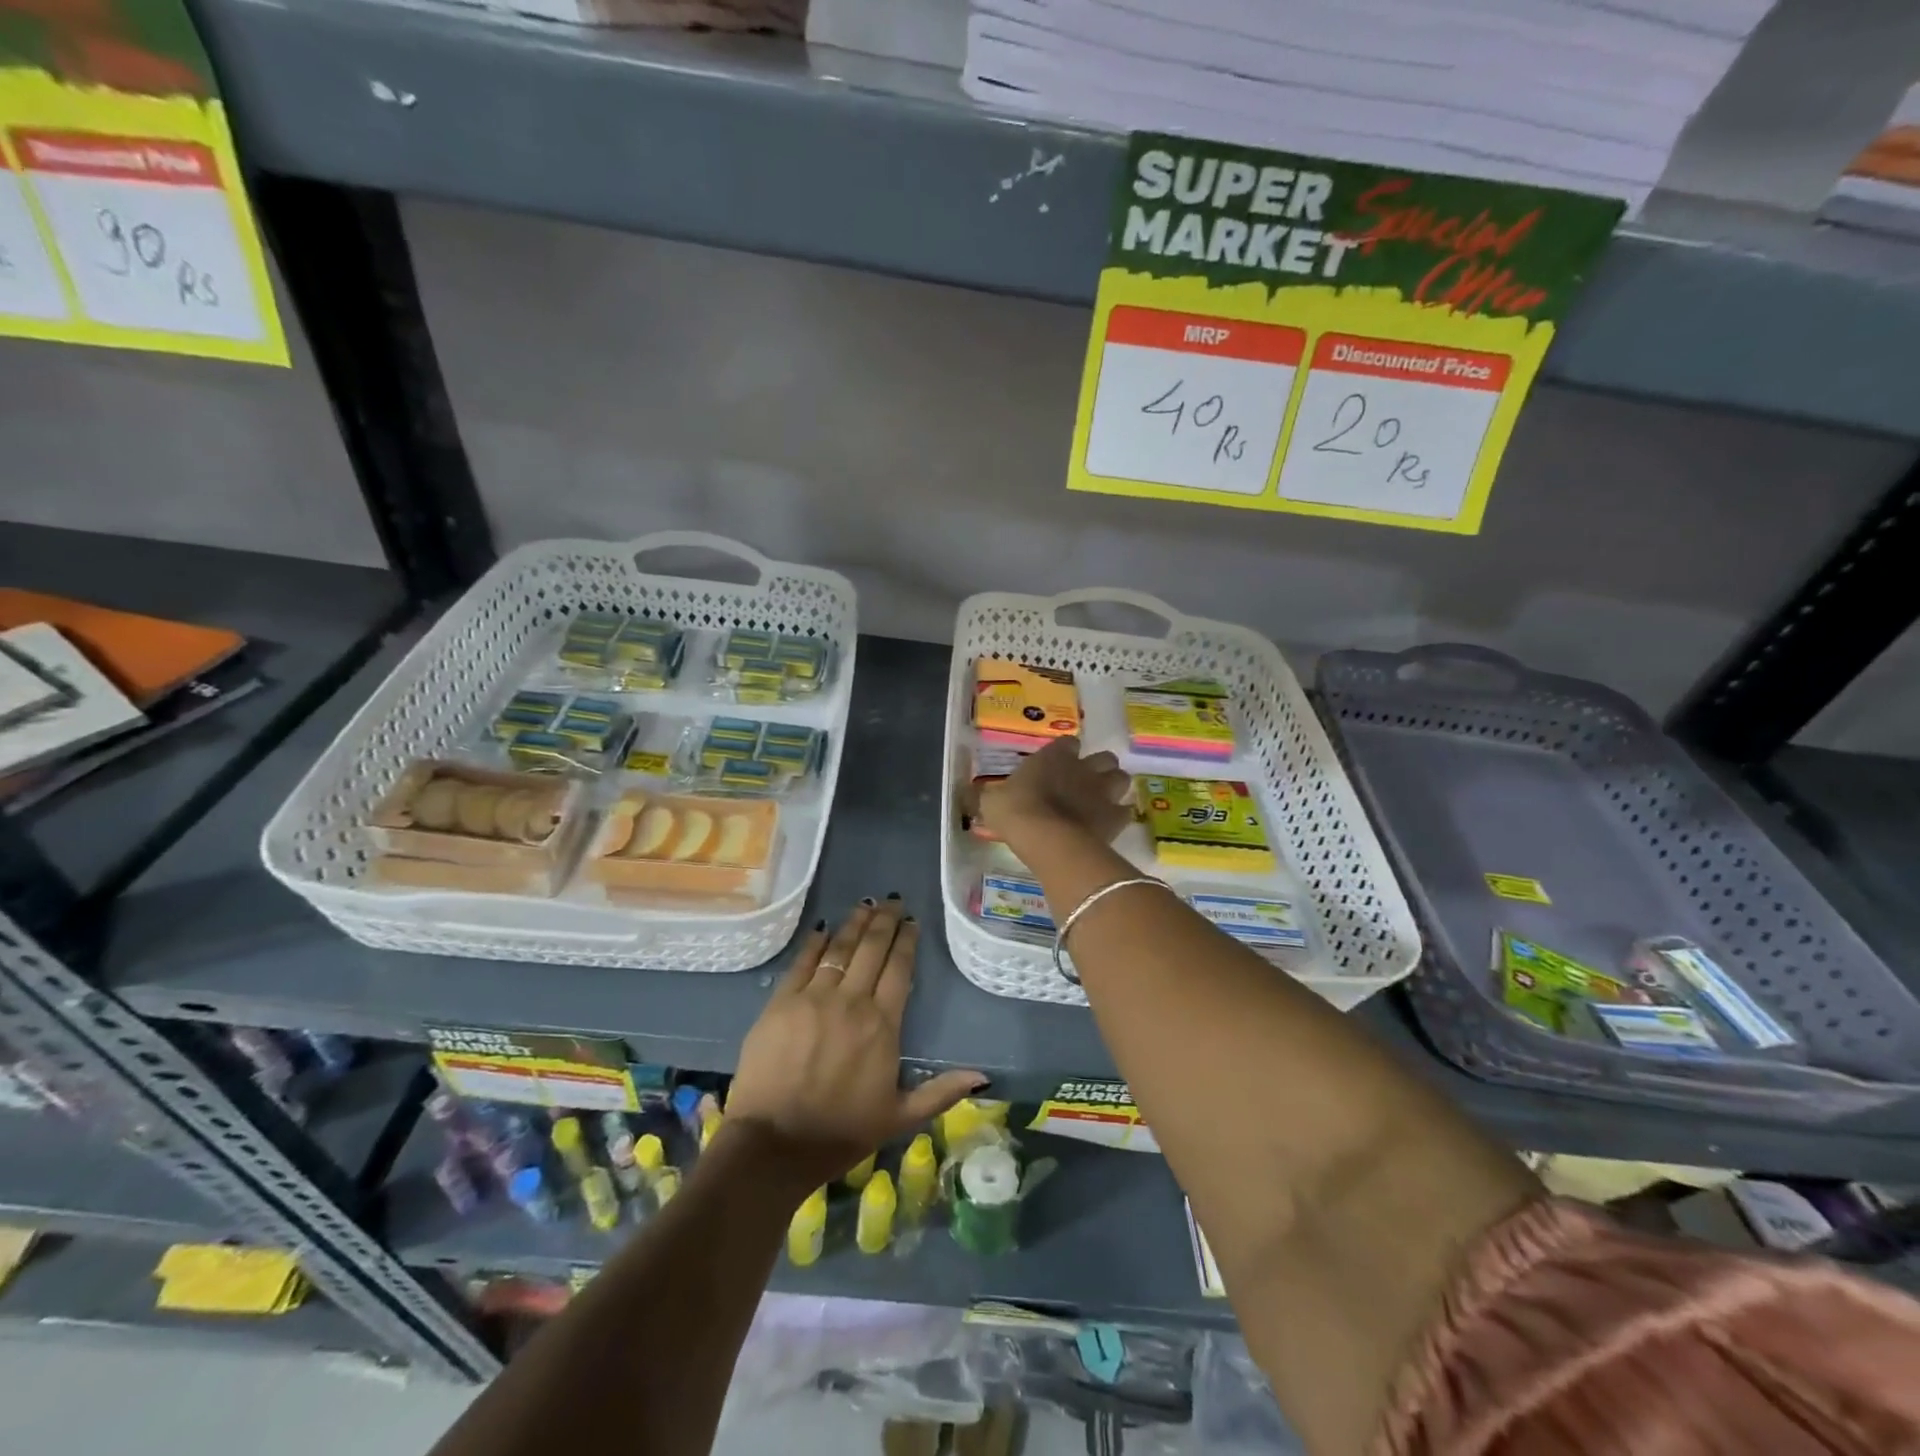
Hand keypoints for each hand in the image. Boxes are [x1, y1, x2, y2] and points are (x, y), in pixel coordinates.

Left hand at [724, 899, 984, 1195]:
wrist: (774, 1146)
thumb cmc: (841, 1133)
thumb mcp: (899, 1118)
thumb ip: (940, 1092)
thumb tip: (983, 1078)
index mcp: (882, 1026)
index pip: (899, 969)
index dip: (907, 941)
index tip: (912, 922)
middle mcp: (852, 1002)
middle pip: (872, 949)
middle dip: (885, 921)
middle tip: (893, 901)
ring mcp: (813, 998)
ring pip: (840, 948)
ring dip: (855, 923)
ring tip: (866, 904)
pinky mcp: (781, 1003)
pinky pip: (803, 962)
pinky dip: (816, 943)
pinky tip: (824, 929)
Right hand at [974, 736, 1133, 845]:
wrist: (1046, 837)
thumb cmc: (1016, 811)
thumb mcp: (990, 801)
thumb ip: (983, 795)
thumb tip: (965, 794)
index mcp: (1054, 756)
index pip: (1068, 743)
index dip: (1067, 752)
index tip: (1060, 762)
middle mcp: (1083, 768)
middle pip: (1104, 758)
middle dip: (1099, 767)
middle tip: (1086, 782)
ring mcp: (1103, 791)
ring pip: (1121, 779)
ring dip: (1114, 787)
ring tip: (1102, 800)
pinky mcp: (1115, 817)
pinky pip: (1125, 811)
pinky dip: (1119, 816)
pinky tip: (1108, 825)